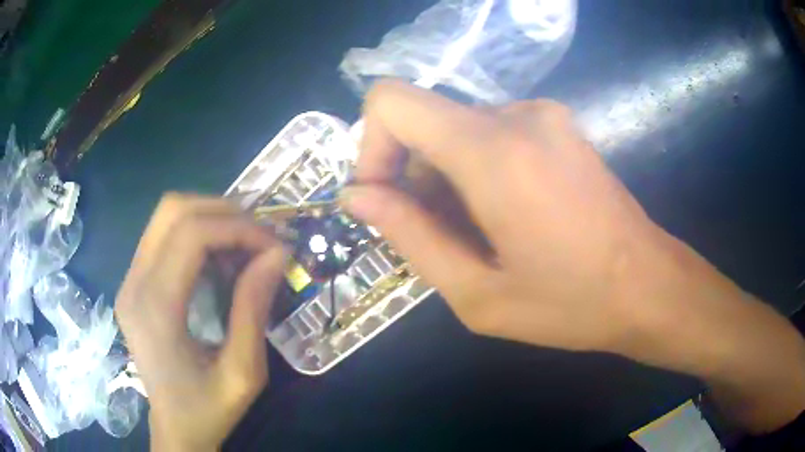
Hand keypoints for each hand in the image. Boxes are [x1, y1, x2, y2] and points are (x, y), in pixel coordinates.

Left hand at [115, 194, 284, 450]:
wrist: (175, 429)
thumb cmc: (208, 411)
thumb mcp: (243, 374)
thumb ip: (254, 311)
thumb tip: (276, 254)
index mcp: (155, 310)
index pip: (191, 235)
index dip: (238, 228)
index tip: (275, 246)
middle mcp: (133, 284)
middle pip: (172, 209)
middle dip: (223, 211)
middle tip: (260, 235)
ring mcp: (129, 280)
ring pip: (166, 216)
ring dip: (210, 217)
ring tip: (243, 243)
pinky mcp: (133, 283)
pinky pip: (163, 236)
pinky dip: (197, 233)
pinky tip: (219, 258)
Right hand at [344, 80, 672, 353]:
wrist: (650, 286)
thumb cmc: (572, 304)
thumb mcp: (477, 294)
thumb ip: (408, 236)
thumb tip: (356, 196)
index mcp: (492, 151)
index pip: (391, 101)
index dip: (371, 146)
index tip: (384, 200)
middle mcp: (516, 114)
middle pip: (423, 120)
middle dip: (412, 175)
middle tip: (438, 237)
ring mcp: (543, 114)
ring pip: (456, 129)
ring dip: (447, 178)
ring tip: (479, 235)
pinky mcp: (558, 125)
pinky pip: (491, 133)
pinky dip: (477, 169)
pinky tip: (506, 215)